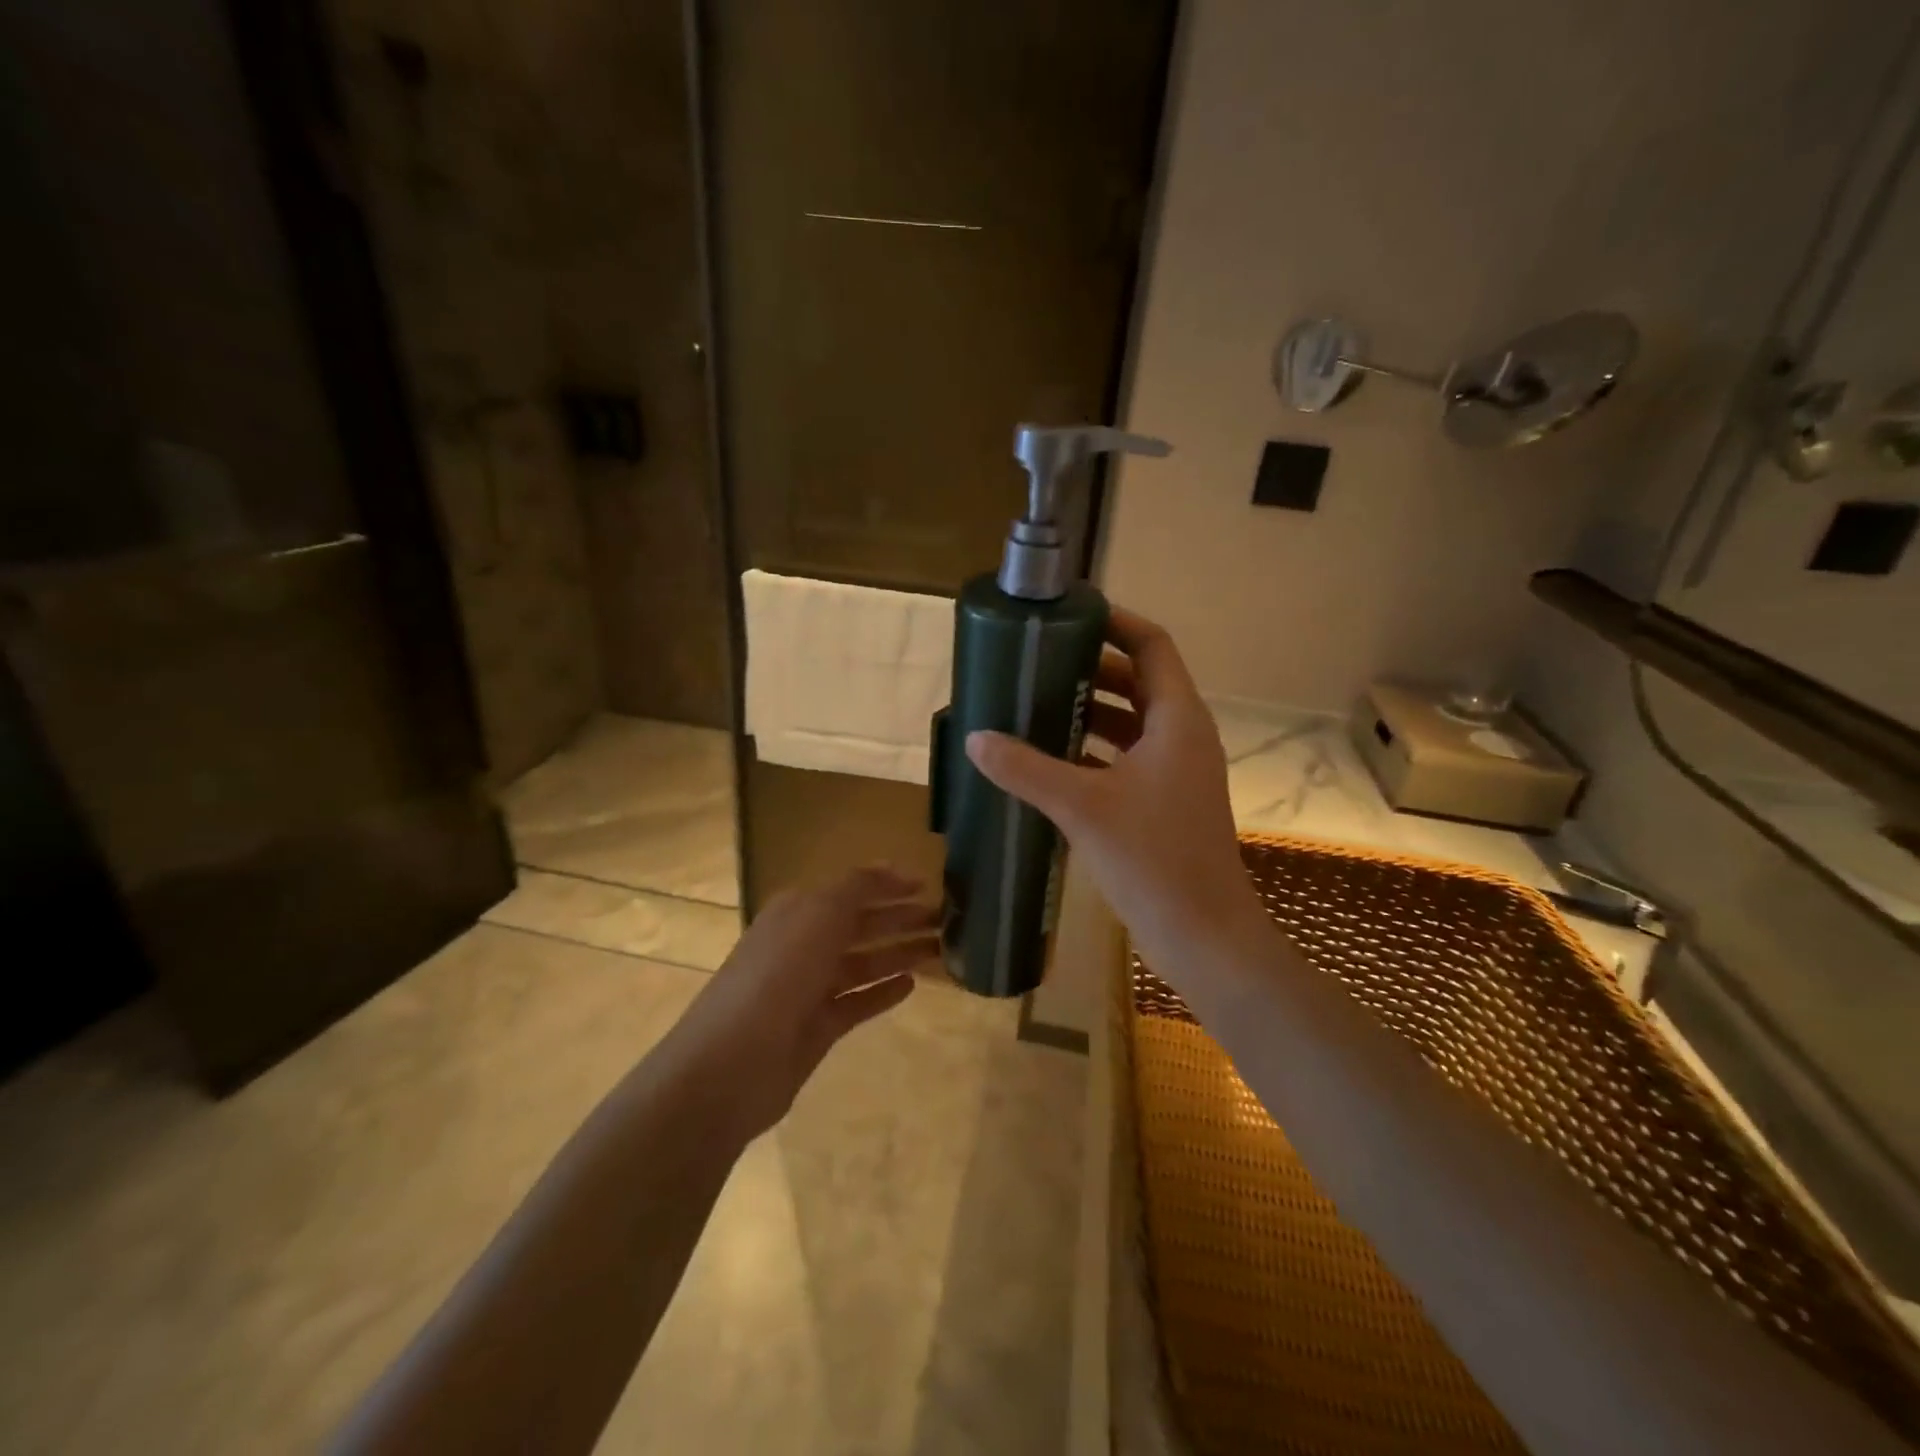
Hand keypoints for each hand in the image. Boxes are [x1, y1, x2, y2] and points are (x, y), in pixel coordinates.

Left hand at [666, 866, 937, 1138]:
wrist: (731, 1064)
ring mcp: (808, 988)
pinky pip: (857, 1001)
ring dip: (899, 952)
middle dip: (900, 918)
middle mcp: (802, 944)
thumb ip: (856, 888)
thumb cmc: (778, 976)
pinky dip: (882, 991)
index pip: (850, 889)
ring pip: (862, 962)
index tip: (928, 884)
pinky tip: (911, 985)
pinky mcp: (817, 1027)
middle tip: (946, 919)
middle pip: (859, 924)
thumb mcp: (818, 915)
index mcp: (797, 911)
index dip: (887, 884)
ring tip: (940, 949)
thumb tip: (888, 868)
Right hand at [965, 606, 1264, 982]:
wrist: (1203, 934)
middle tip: (1038, 661)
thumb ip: (1026, 769)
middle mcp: (1182, 736)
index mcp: (1178, 720)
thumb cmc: (1153, 858)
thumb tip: (975, 739)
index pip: (1152, 645)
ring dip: (1091, 710)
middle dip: (1091, 667)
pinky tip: (1050, 760)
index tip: (1069, 614)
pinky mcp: (1164, 803)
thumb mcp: (1082, 807)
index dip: (1115, 622)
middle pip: (1139, 681)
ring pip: (1132, 722)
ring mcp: (1176, 772)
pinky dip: (1093, 750)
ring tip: (1036, 704)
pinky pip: (1127, 758)